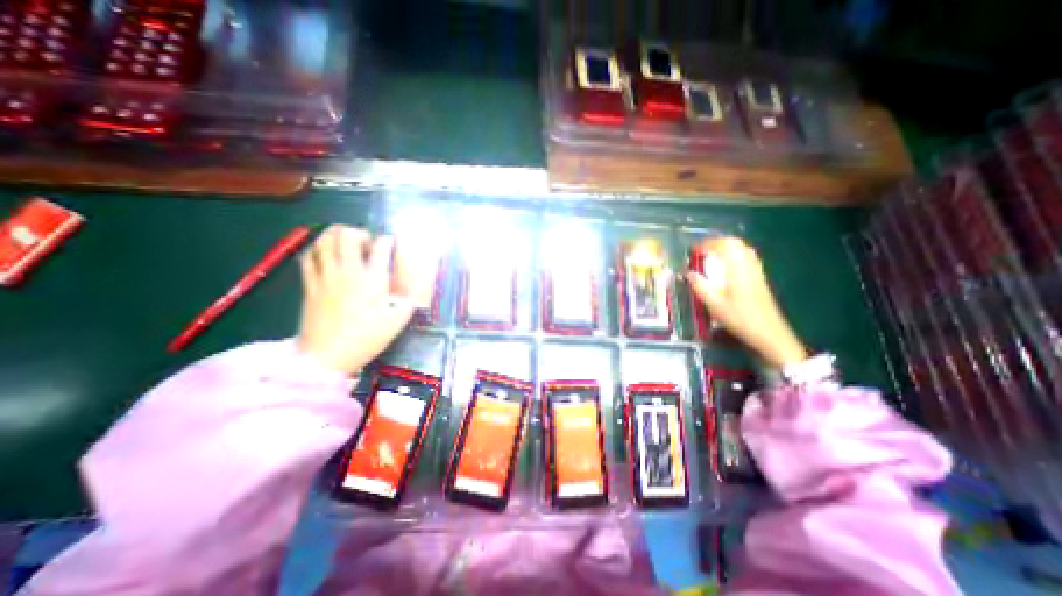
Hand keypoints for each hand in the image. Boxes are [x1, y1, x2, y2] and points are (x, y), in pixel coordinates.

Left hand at [298, 225, 423, 375]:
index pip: (382, 246)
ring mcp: (326, 276)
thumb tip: (423, 281)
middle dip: (361, 233)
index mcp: (373, 279)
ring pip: (324, 240)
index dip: (389, 241)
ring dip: (336, 237)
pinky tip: (325, 255)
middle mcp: (349, 271)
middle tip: (367, 245)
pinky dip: (317, 250)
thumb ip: (413, 296)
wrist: (328, 356)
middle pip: (348, 234)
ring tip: (345, 246)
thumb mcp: (399, 319)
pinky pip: (308, 256)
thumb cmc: (368, 337)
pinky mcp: (310, 284)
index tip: (392, 245)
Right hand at [689, 237, 805, 367]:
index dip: (709, 244)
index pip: (726, 245)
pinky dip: (735, 257)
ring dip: (727, 250)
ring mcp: (757, 272)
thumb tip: (688, 273)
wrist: (770, 333)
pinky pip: (748, 259)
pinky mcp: (760, 280)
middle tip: (703, 252)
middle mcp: (750, 266)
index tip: (695, 250)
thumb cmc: (740, 318)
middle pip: (737, 244)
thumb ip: (700, 286)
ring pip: (744, 251)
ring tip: (712, 258)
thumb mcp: (714, 304)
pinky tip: (726, 269)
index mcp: (738, 269)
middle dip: (718, 244)